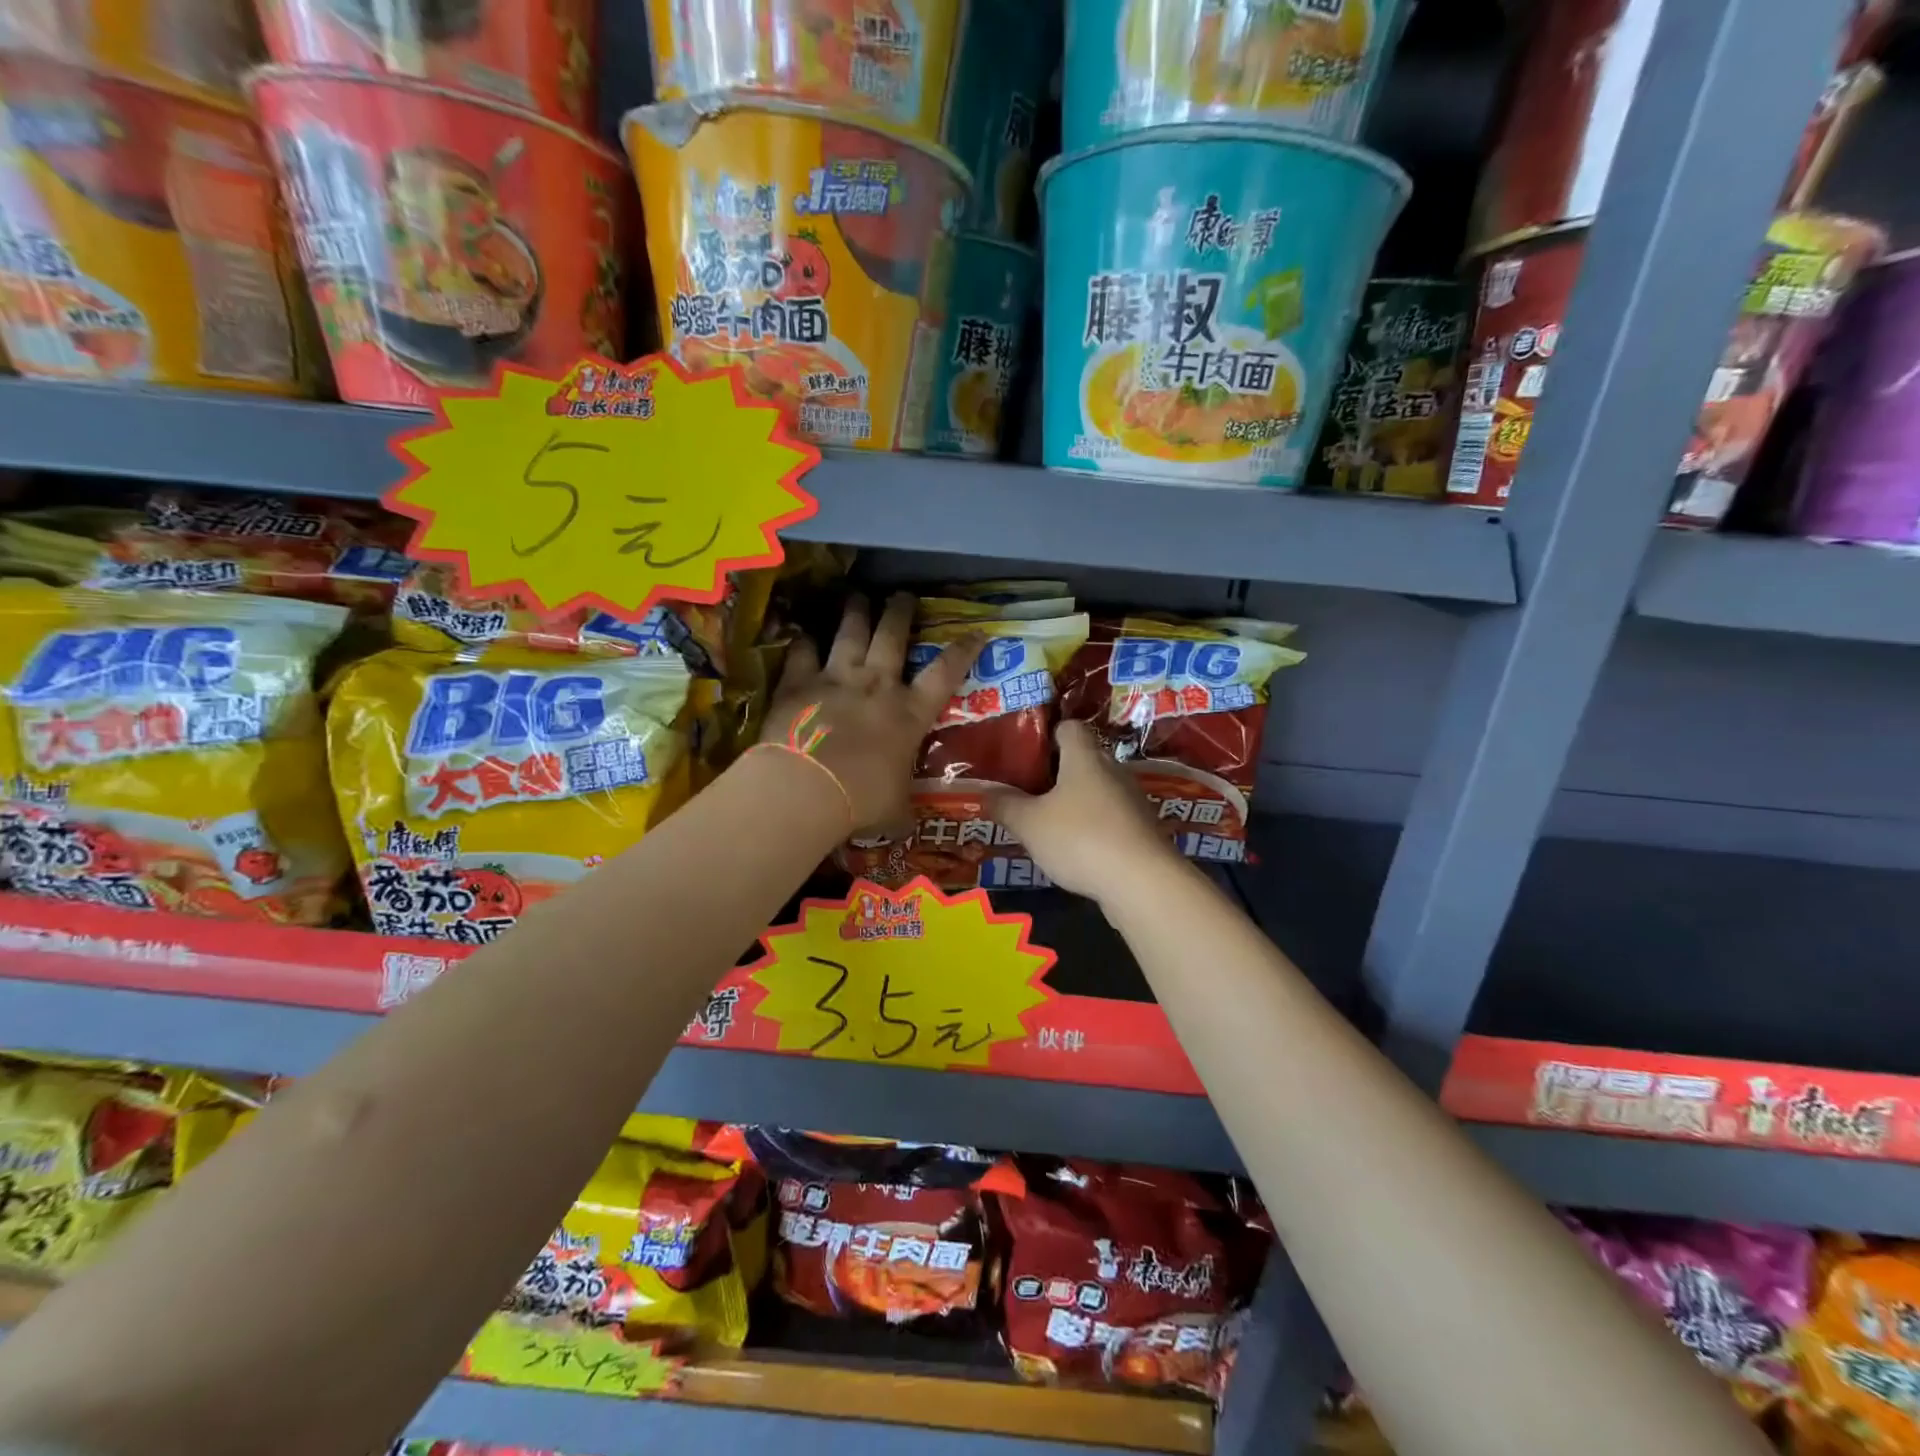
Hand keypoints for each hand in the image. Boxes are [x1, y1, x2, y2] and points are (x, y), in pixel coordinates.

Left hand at [762, 593, 979, 833]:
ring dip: (856, 612)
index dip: (963, 650)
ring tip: (858, 596)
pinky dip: (804, 642)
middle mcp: (877, 685)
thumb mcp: (896, 809)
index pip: (945, 673)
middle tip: (902, 595)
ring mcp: (836, 679)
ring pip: (850, 633)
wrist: (807, 789)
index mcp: (909, 714)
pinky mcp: (799, 683)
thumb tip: (908, 822)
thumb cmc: (863, 801)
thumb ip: (903, 806)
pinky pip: (802, 653)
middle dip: (900, 612)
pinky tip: (804, 633)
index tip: (976, 631)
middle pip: (892, 636)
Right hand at [989, 721, 1182, 904]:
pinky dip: (1092, 827)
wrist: (1143, 882)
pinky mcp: (1142, 830)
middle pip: (1083, 760)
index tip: (1026, 753)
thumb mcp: (1029, 824)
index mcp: (1085, 757)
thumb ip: (1005, 805)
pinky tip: (1074, 849)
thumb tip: (986, 792)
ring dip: (1074, 802)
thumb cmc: (1080, 839)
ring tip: (1046, 823)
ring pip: (1097, 791)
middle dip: (1056, 773)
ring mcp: (1132, 801)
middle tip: (1027, 791)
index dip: (1048, 734)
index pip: (1069, 727)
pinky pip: (1110, 818)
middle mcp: (1113, 770)